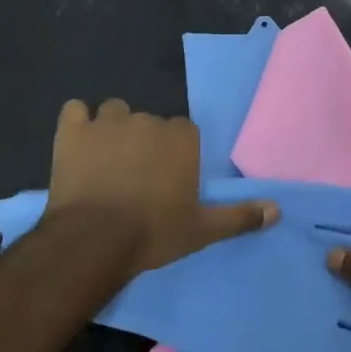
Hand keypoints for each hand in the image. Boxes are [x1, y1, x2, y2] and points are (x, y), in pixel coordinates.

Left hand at [46, 99, 275, 276]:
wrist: (94, 240)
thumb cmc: (153, 233)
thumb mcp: (203, 229)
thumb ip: (241, 216)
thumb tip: (278, 210)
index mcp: (182, 138)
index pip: (184, 131)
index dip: (176, 152)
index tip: (169, 177)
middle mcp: (149, 120)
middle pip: (151, 121)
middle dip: (145, 142)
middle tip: (137, 176)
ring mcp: (108, 122)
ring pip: (115, 111)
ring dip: (113, 128)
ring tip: (107, 159)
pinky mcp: (72, 131)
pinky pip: (75, 110)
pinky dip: (77, 123)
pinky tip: (78, 143)